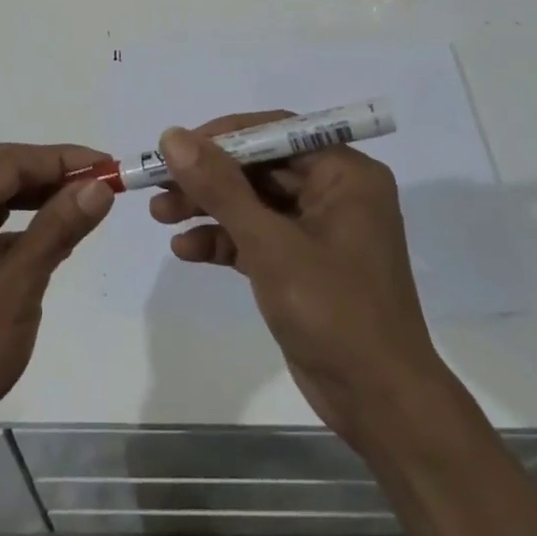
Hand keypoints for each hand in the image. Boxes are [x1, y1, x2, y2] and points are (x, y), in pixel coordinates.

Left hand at [0, 144, 113, 462]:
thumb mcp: (17, 284)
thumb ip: (58, 228)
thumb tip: (99, 185)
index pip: (11, 163)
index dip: (63, 159)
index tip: (110, 166)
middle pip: (3, 178)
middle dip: (54, 178)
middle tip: (104, 185)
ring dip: (41, 203)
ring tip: (87, 204)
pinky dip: (24, 231)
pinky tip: (55, 239)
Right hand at [151, 115, 450, 452]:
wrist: (378, 404)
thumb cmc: (333, 310)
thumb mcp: (270, 244)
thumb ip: (220, 187)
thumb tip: (173, 136)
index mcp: (345, 174)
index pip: (275, 132)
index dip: (221, 137)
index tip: (175, 148)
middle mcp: (335, 192)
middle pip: (259, 167)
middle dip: (207, 178)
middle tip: (158, 186)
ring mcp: (319, 230)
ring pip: (253, 202)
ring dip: (207, 208)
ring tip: (159, 215)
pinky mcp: (303, 264)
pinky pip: (257, 237)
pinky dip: (223, 240)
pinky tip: (186, 250)